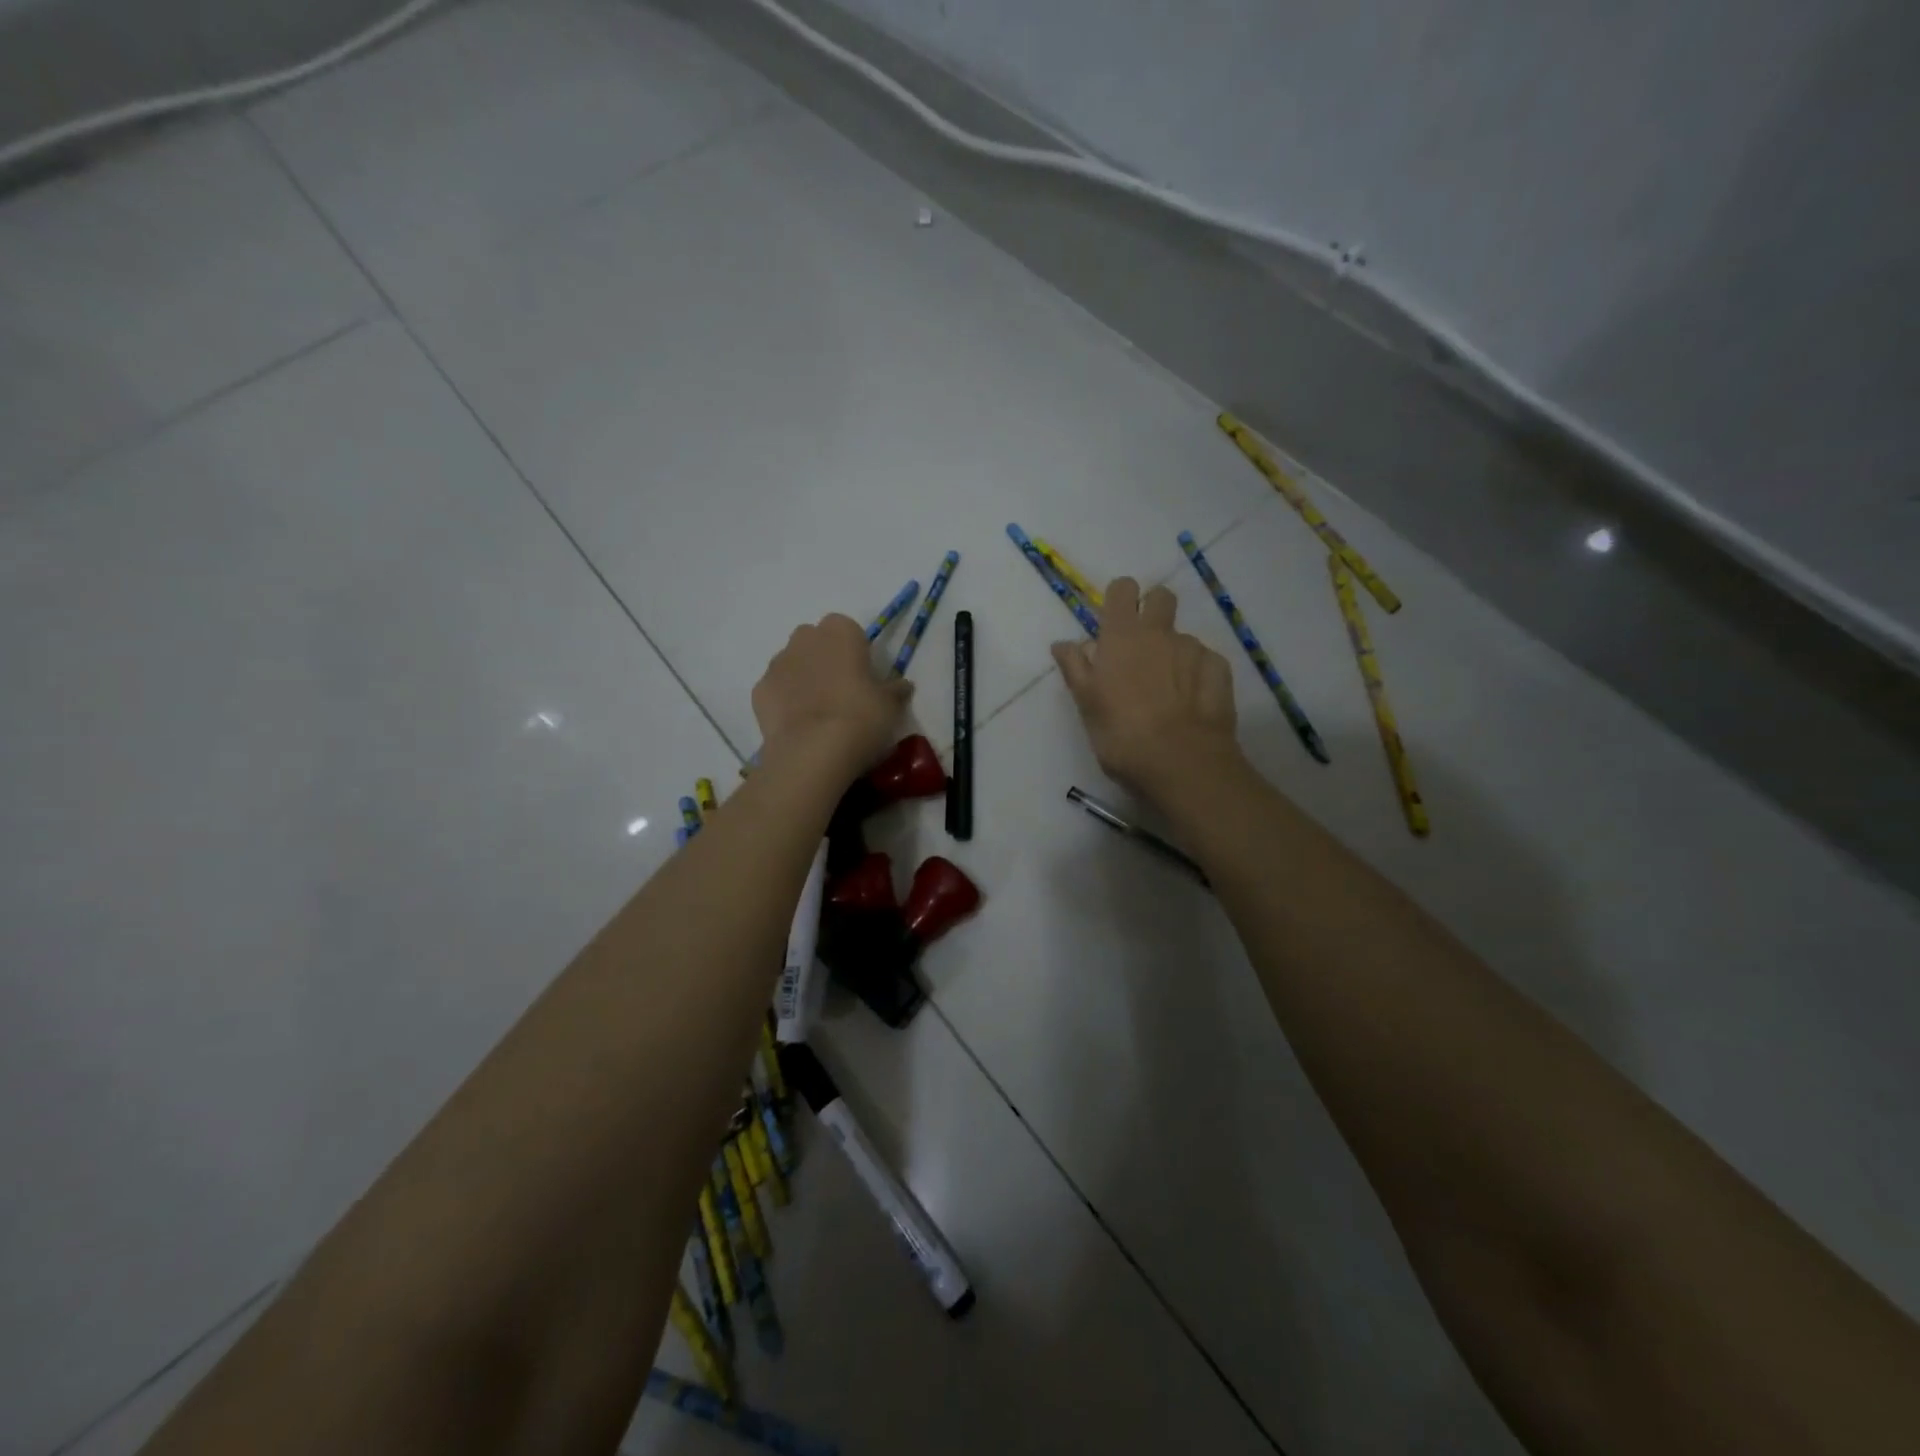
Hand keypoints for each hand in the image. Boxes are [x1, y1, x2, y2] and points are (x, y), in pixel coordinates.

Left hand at [754, 614, 910, 773]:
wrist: (812, 751)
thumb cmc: (860, 716)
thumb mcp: (890, 705)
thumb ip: (895, 690)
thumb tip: (902, 686)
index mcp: (840, 632)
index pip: (848, 629)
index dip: (855, 651)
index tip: (864, 675)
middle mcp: (804, 638)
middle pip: (815, 641)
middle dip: (825, 659)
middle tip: (842, 692)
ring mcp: (777, 663)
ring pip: (792, 663)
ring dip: (804, 679)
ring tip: (819, 713)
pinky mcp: (759, 691)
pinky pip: (776, 690)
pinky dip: (785, 701)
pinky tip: (799, 726)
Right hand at [1052, 578, 1241, 801]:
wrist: (1181, 762)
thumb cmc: (1121, 734)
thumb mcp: (1086, 704)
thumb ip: (1075, 668)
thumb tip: (1063, 643)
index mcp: (1122, 636)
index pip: (1122, 590)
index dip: (1119, 599)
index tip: (1113, 622)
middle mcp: (1159, 633)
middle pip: (1161, 597)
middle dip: (1152, 610)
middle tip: (1141, 647)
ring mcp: (1194, 650)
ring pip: (1182, 637)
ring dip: (1173, 652)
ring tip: (1166, 691)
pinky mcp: (1219, 670)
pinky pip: (1205, 661)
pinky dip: (1197, 674)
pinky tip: (1190, 703)